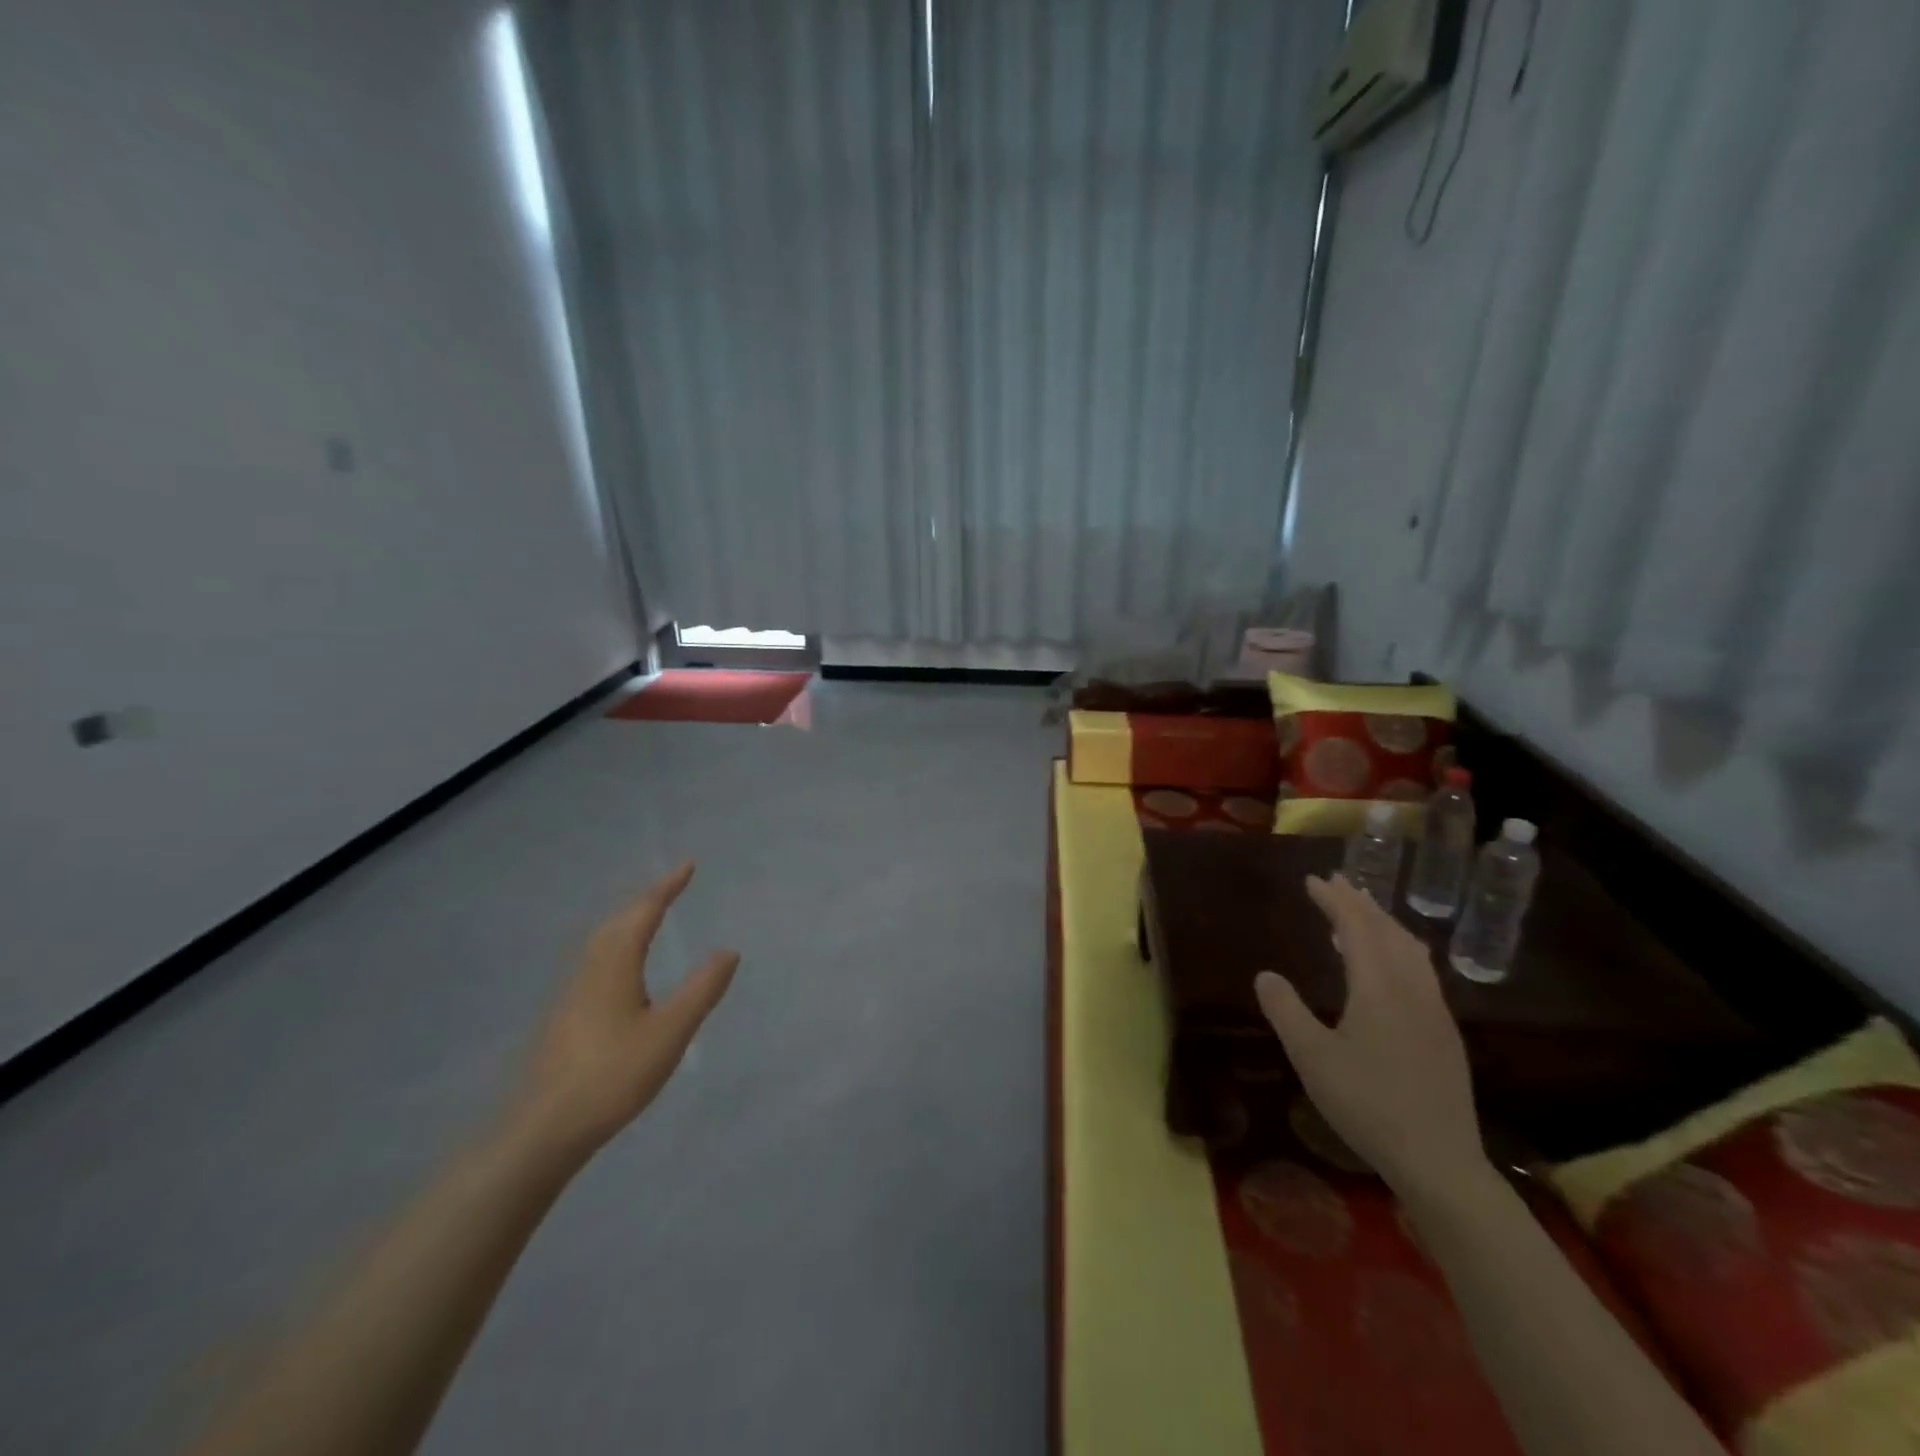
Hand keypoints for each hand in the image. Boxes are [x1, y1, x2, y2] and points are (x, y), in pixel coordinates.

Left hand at [506, 862, 738, 1163]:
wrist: (542, 1130)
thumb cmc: (612, 1075)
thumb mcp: (670, 1032)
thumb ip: (701, 990)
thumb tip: (728, 950)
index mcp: (615, 964)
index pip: (644, 912)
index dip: (667, 887)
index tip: (688, 865)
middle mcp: (590, 969)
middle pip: (618, 921)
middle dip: (646, 899)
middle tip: (672, 886)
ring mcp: (572, 993)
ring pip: (602, 941)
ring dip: (628, 920)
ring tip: (650, 917)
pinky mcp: (565, 1016)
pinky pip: (596, 960)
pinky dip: (617, 945)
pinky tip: (622, 969)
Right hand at [1254, 873, 1487, 1197]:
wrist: (1439, 1161)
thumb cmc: (1368, 1104)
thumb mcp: (1312, 1058)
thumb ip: (1286, 1011)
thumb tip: (1265, 975)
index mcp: (1379, 988)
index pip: (1356, 927)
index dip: (1334, 900)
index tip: (1313, 880)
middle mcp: (1412, 989)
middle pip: (1388, 931)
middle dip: (1361, 903)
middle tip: (1337, 882)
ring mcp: (1435, 1011)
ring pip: (1411, 950)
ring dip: (1385, 924)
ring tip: (1363, 914)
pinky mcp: (1445, 1034)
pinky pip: (1421, 970)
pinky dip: (1400, 949)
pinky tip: (1391, 966)